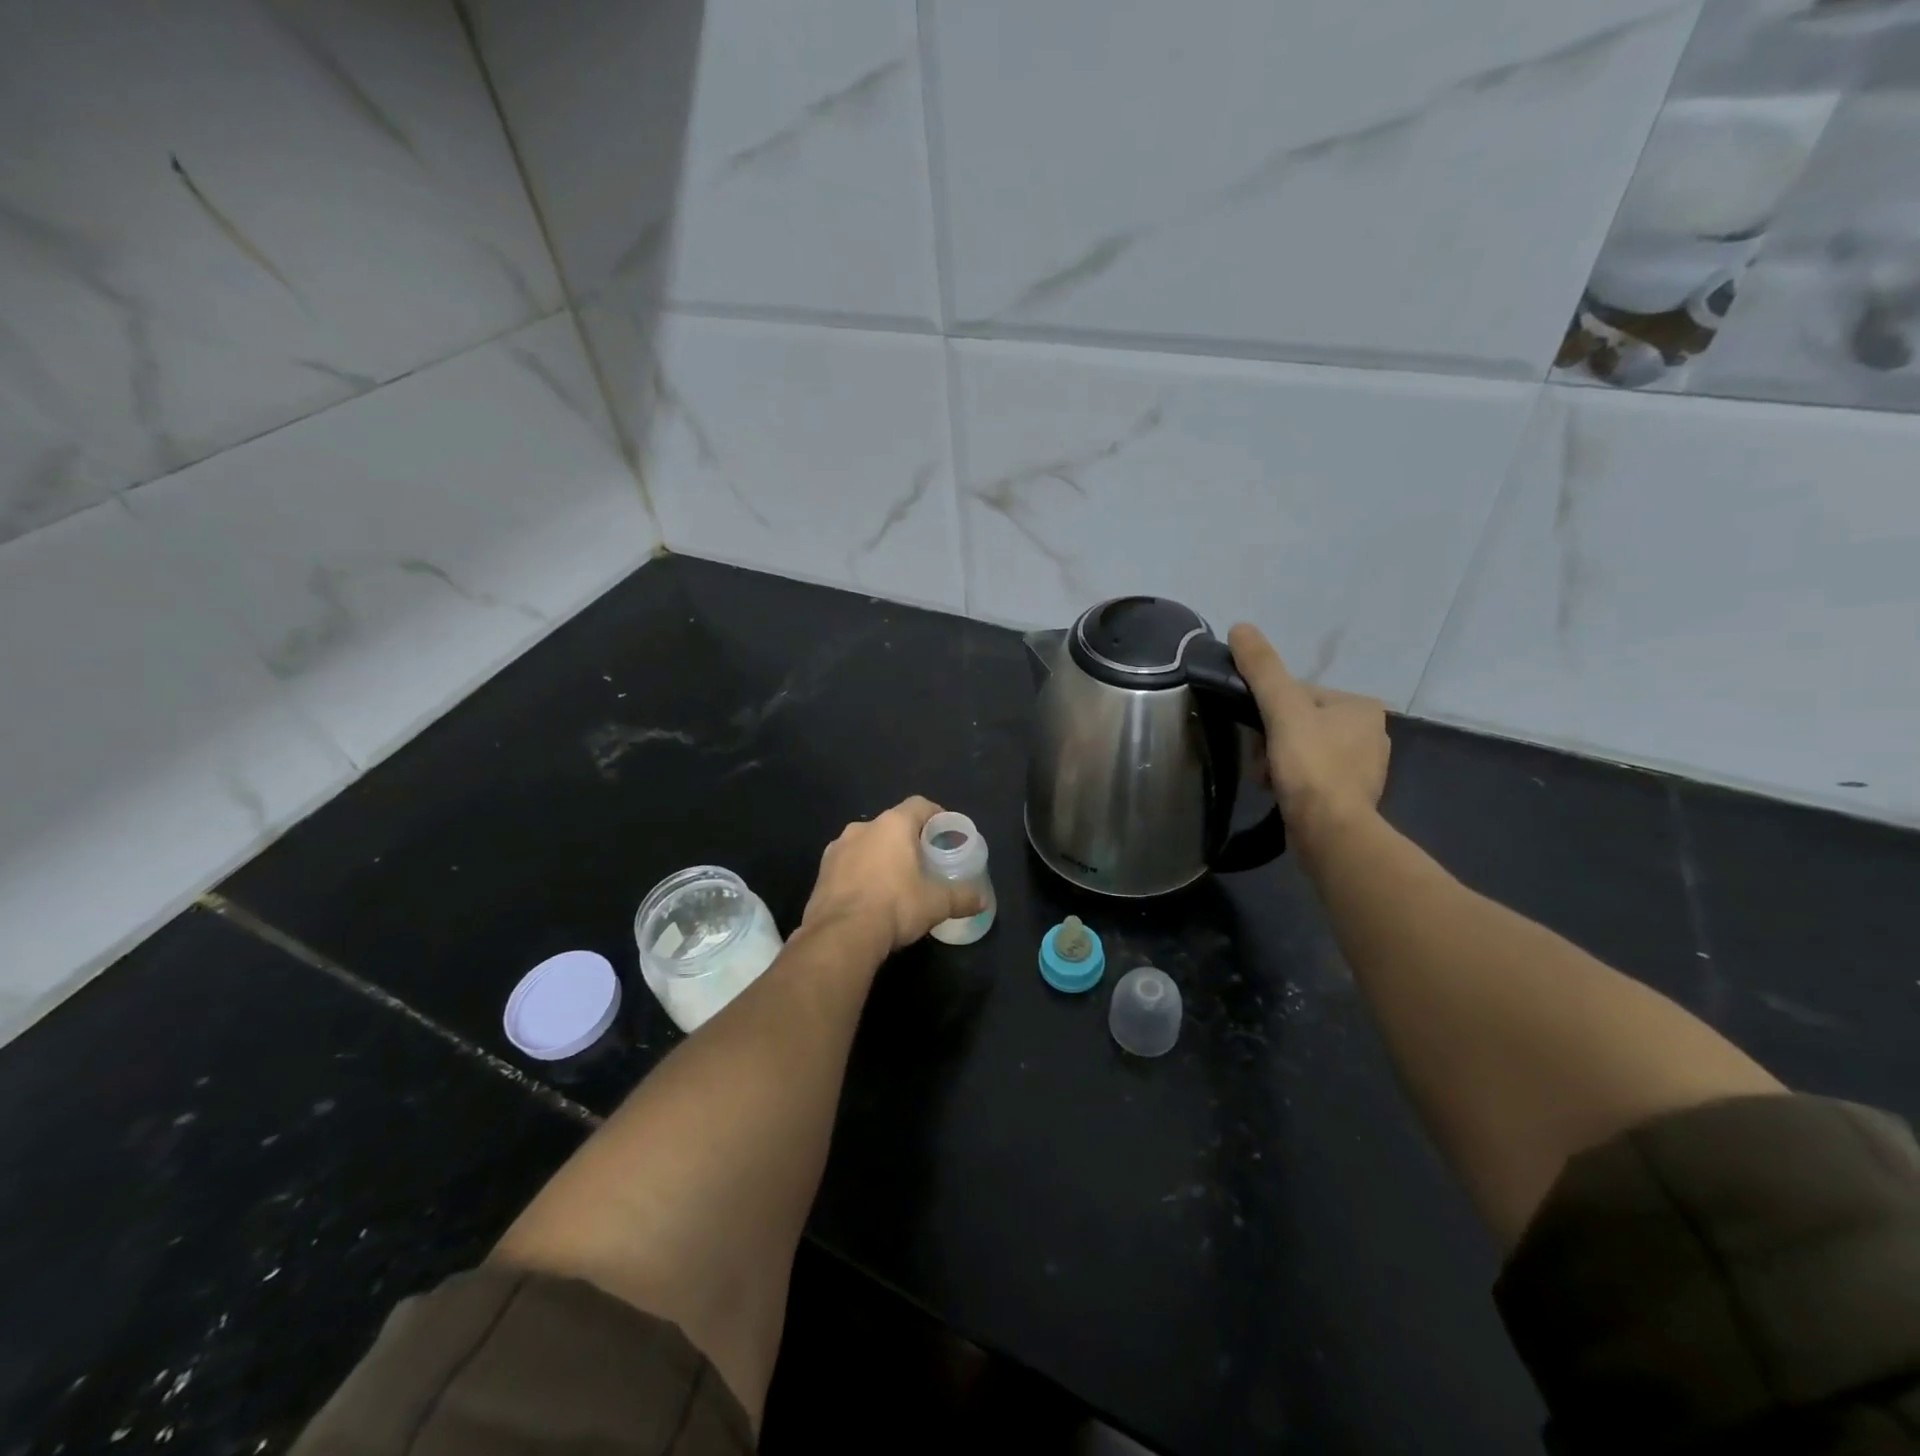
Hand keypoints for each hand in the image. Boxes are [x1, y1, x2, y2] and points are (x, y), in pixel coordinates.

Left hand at [802, 797, 984, 953]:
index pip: (919, 805)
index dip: (935, 815)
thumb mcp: (936, 904)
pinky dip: (860, 873)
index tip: (945, 832)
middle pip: (892, 824)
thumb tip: (982, 900)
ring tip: (894, 881)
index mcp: (893, 825)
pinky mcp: (821, 872)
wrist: (840, 935)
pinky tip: (869, 896)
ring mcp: (837, 848)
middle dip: (907, 839)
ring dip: (880, 856)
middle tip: (923, 861)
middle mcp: (863, 828)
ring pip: (866, 844)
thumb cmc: (895, 906)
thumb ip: (961, 897)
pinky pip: (848, 864)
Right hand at [1228, 624, 1389, 847]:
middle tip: (1261, 761)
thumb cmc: (1310, 765)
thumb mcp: (1282, 709)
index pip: (1299, 694)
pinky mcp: (1352, 795)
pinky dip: (1293, 782)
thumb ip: (1263, 669)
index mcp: (1361, 706)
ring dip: (1278, 763)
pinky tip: (1283, 794)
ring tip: (1269, 781)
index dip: (1269, 712)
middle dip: (1272, 742)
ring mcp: (1364, 767)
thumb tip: (1240, 627)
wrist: (1331, 831)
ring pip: (1303, 750)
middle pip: (1299, 723)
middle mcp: (1371, 732)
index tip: (1258, 733)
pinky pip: (1313, 776)